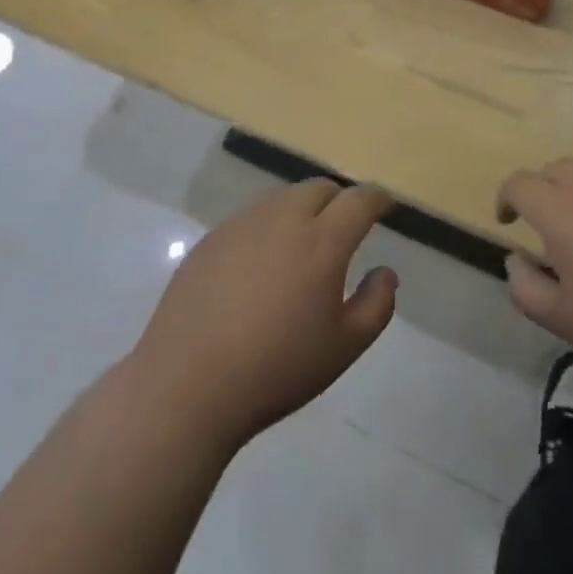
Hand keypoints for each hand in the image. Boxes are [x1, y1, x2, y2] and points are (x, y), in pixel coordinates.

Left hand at [129, 180, 397, 451]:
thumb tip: (385, 272)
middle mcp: (284, 219)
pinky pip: (251, 217)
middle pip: (320, 188)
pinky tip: (260, 263)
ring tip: (302, 243)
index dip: (377, 198)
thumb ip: (376, 305)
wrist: (187, 385)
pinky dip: (268, 227)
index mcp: (323, 241)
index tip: (385, 206)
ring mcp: (242, 225)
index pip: (360, 200)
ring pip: (283, 198)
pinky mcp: (211, 239)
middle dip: (340, 200)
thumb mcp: (344, 347)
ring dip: (302, 209)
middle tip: (345, 227)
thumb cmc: (277, 368)